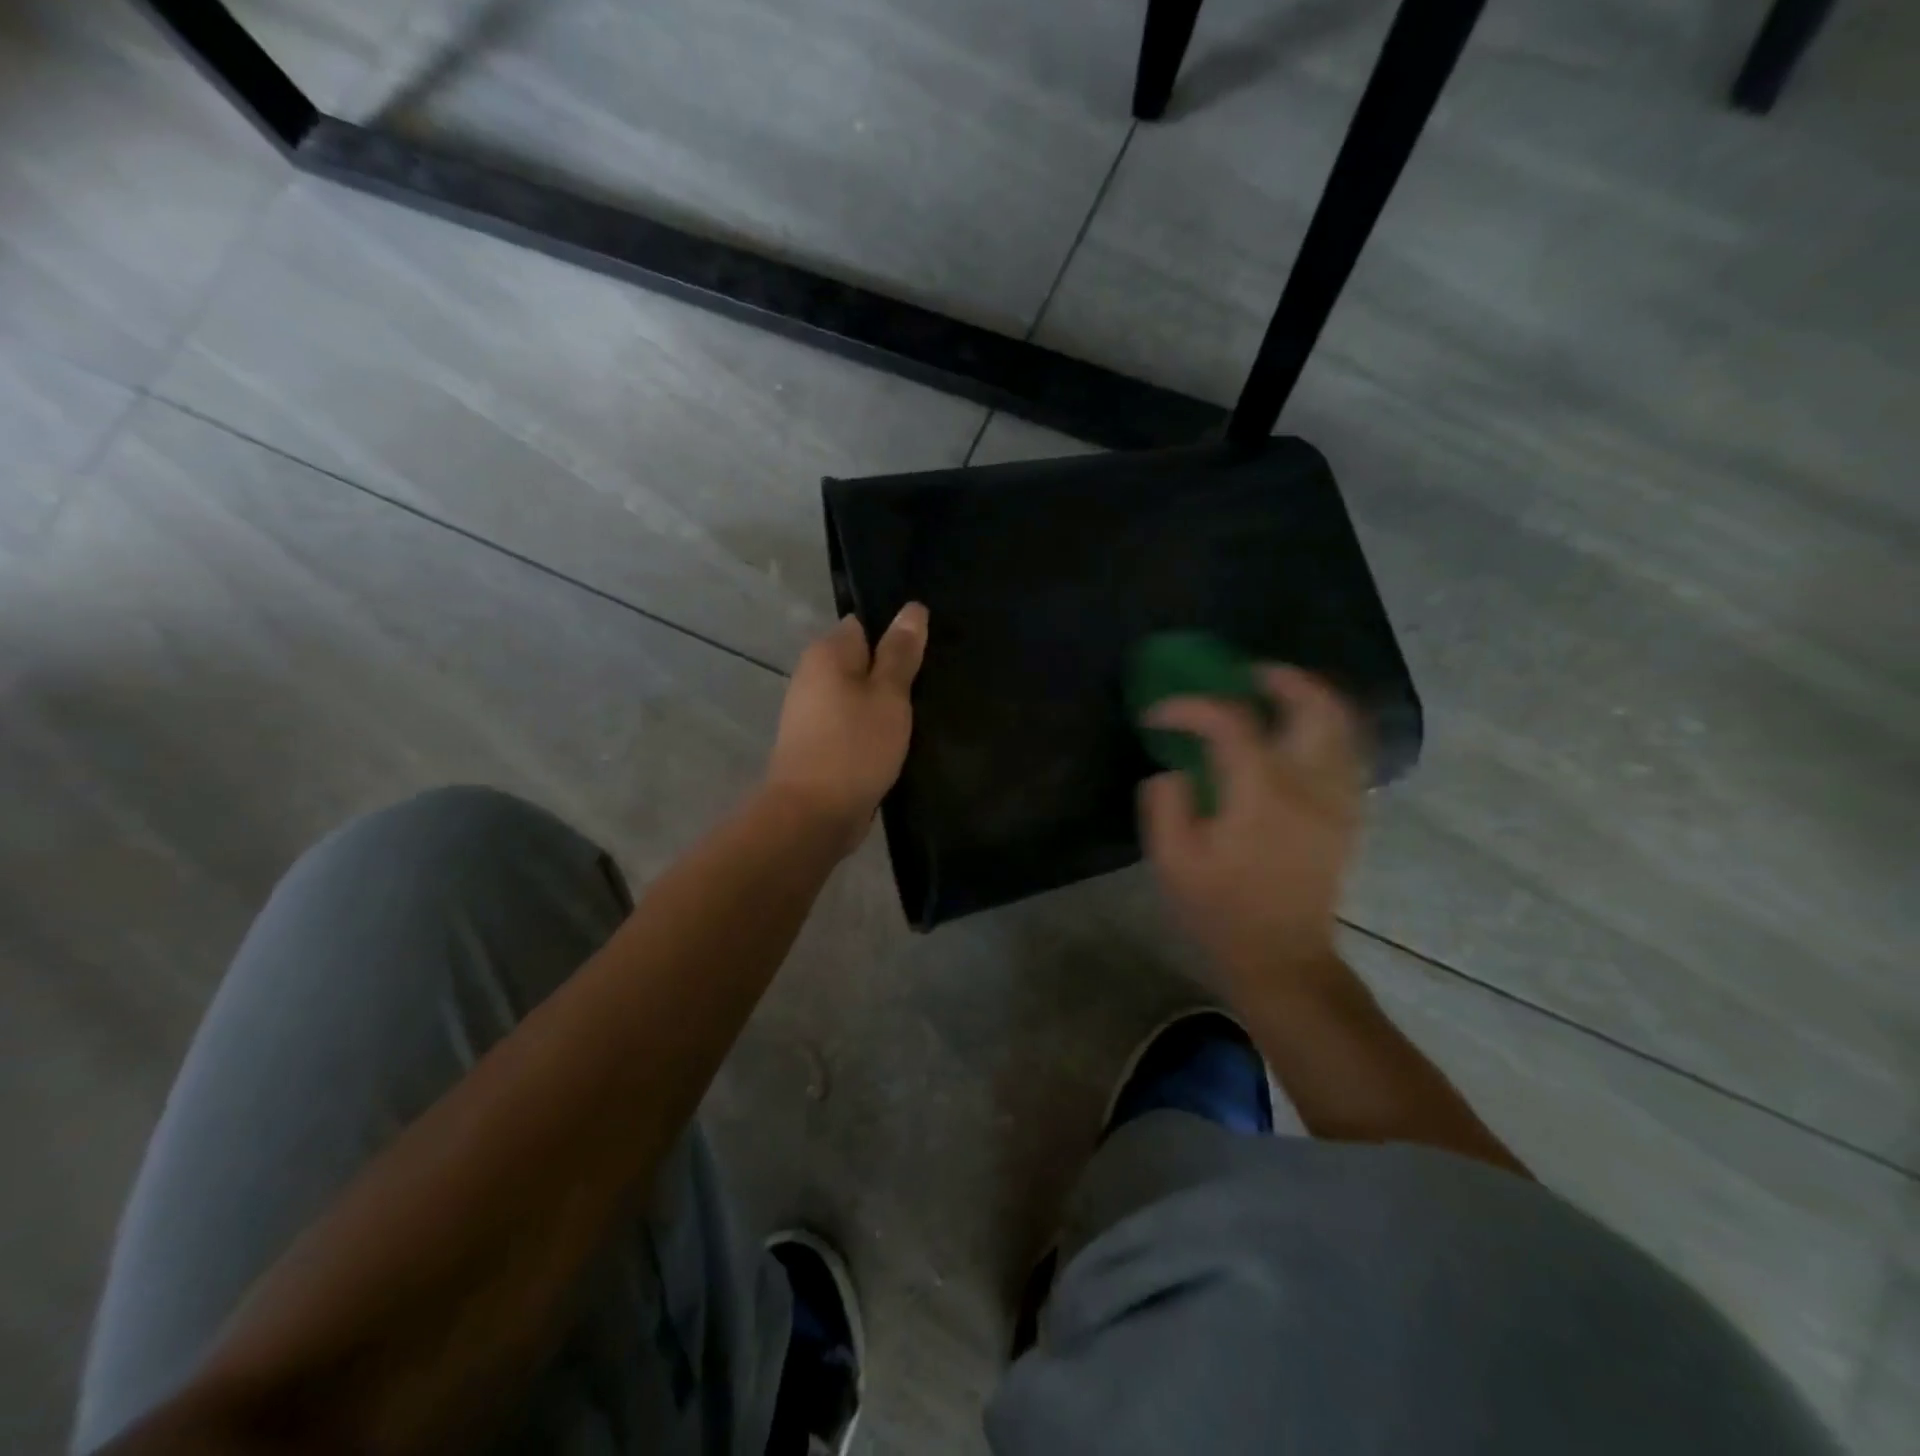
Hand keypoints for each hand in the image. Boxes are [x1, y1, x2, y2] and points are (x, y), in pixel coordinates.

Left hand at [765, 604, 928, 851]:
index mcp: (827, 653)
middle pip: (863, 662)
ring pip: (860, 696)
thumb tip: (912, 608)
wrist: (813, 816)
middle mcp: (813, 676)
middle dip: (894, 673)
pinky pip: (854, 723)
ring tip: (922, 714)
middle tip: (933, 685)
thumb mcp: (889, 695)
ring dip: (886, 705)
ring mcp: (813, 712)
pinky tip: (899, 741)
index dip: (898, 637)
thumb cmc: (855, 747)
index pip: (866, 625)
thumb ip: (901, 652)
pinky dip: (874, 729)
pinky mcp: (819, 743)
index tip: (928, 655)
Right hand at [1139, 666, 1366, 1004]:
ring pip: (1341, 723)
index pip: (1229, 721)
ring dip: (1308, 696)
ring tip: (1272, 693)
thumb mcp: (1172, 861)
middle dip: (1278, 678)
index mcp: (1261, 792)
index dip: (1189, 707)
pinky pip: (1347, 750)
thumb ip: (1165, 803)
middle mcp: (1310, 784)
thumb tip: (1173, 769)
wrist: (1281, 958)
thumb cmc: (1220, 911)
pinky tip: (1294, 734)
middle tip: (1243, 674)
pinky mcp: (1348, 814)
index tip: (1157, 715)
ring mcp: (1338, 798)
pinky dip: (1324, 726)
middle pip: (1314, 705)